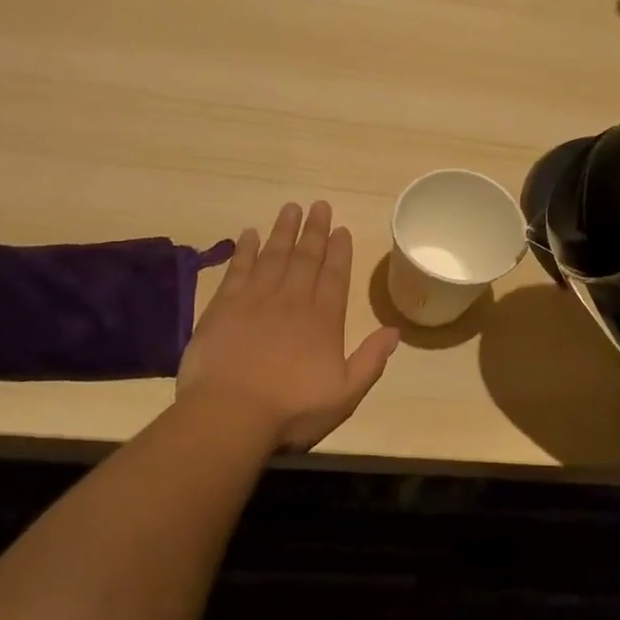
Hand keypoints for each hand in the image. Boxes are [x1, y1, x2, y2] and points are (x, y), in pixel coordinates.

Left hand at [177, 201, 402, 450]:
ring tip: (291, 208)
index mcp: (323, 319)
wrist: (229, 415)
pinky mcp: (224, 306)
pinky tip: (250, 234)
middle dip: (315, 230)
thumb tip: (395, 331)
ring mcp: (256, 299)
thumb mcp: (345, 394)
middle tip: (319, 205)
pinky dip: (245, 249)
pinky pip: (238, 269)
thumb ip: (370, 361)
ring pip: (274, 255)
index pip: (335, 275)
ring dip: (284, 230)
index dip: (340, 251)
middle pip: (306, 257)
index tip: (342, 229)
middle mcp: (293, 300)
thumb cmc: (291, 410)